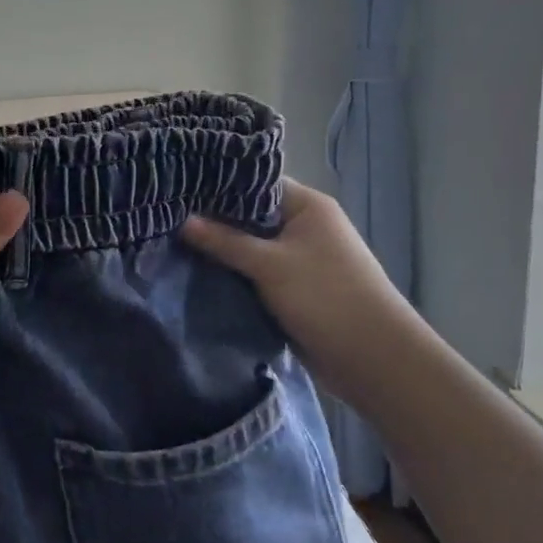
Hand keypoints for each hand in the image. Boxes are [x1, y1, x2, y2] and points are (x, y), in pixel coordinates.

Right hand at [183, 180, 419, 403]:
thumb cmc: (326, 298)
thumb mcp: (270, 265)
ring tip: (174, 242)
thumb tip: (183, 221)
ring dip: (223, 250)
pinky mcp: (294, 289)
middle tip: (169, 216)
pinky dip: (235, 274)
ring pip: (251, 247)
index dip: (220, 184)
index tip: (180, 187)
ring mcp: (300, 259)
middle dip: (215, 220)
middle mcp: (305, 227)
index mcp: (308, 207)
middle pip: (251, 215)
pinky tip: (199, 272)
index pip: (256, 182)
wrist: (374, 360)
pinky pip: (257, 273)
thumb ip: (225, 242)